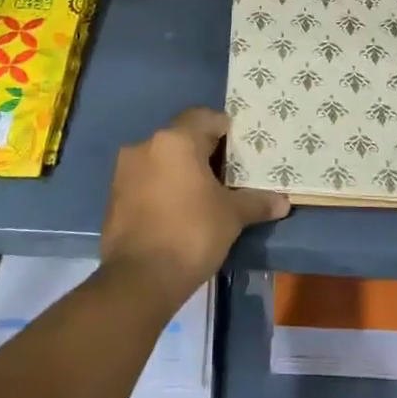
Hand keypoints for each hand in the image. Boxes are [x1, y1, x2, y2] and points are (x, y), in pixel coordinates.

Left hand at [101, 109, 288, 305]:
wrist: (140, 279)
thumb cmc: (192, 233)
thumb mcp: (232, 216)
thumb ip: (256, 202)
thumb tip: (282, 202)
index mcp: (175, 141)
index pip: (204, 118)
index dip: (225, 130)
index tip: (241, 149)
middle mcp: (145, 146)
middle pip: (181, 138)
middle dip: (204, 152)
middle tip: (228, 173)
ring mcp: (124, 172)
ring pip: (161, 160)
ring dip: (180, 171)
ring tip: (204, 194)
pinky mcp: (114, 198)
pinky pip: (145, 182)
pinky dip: (162, 189)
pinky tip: (179, 211)